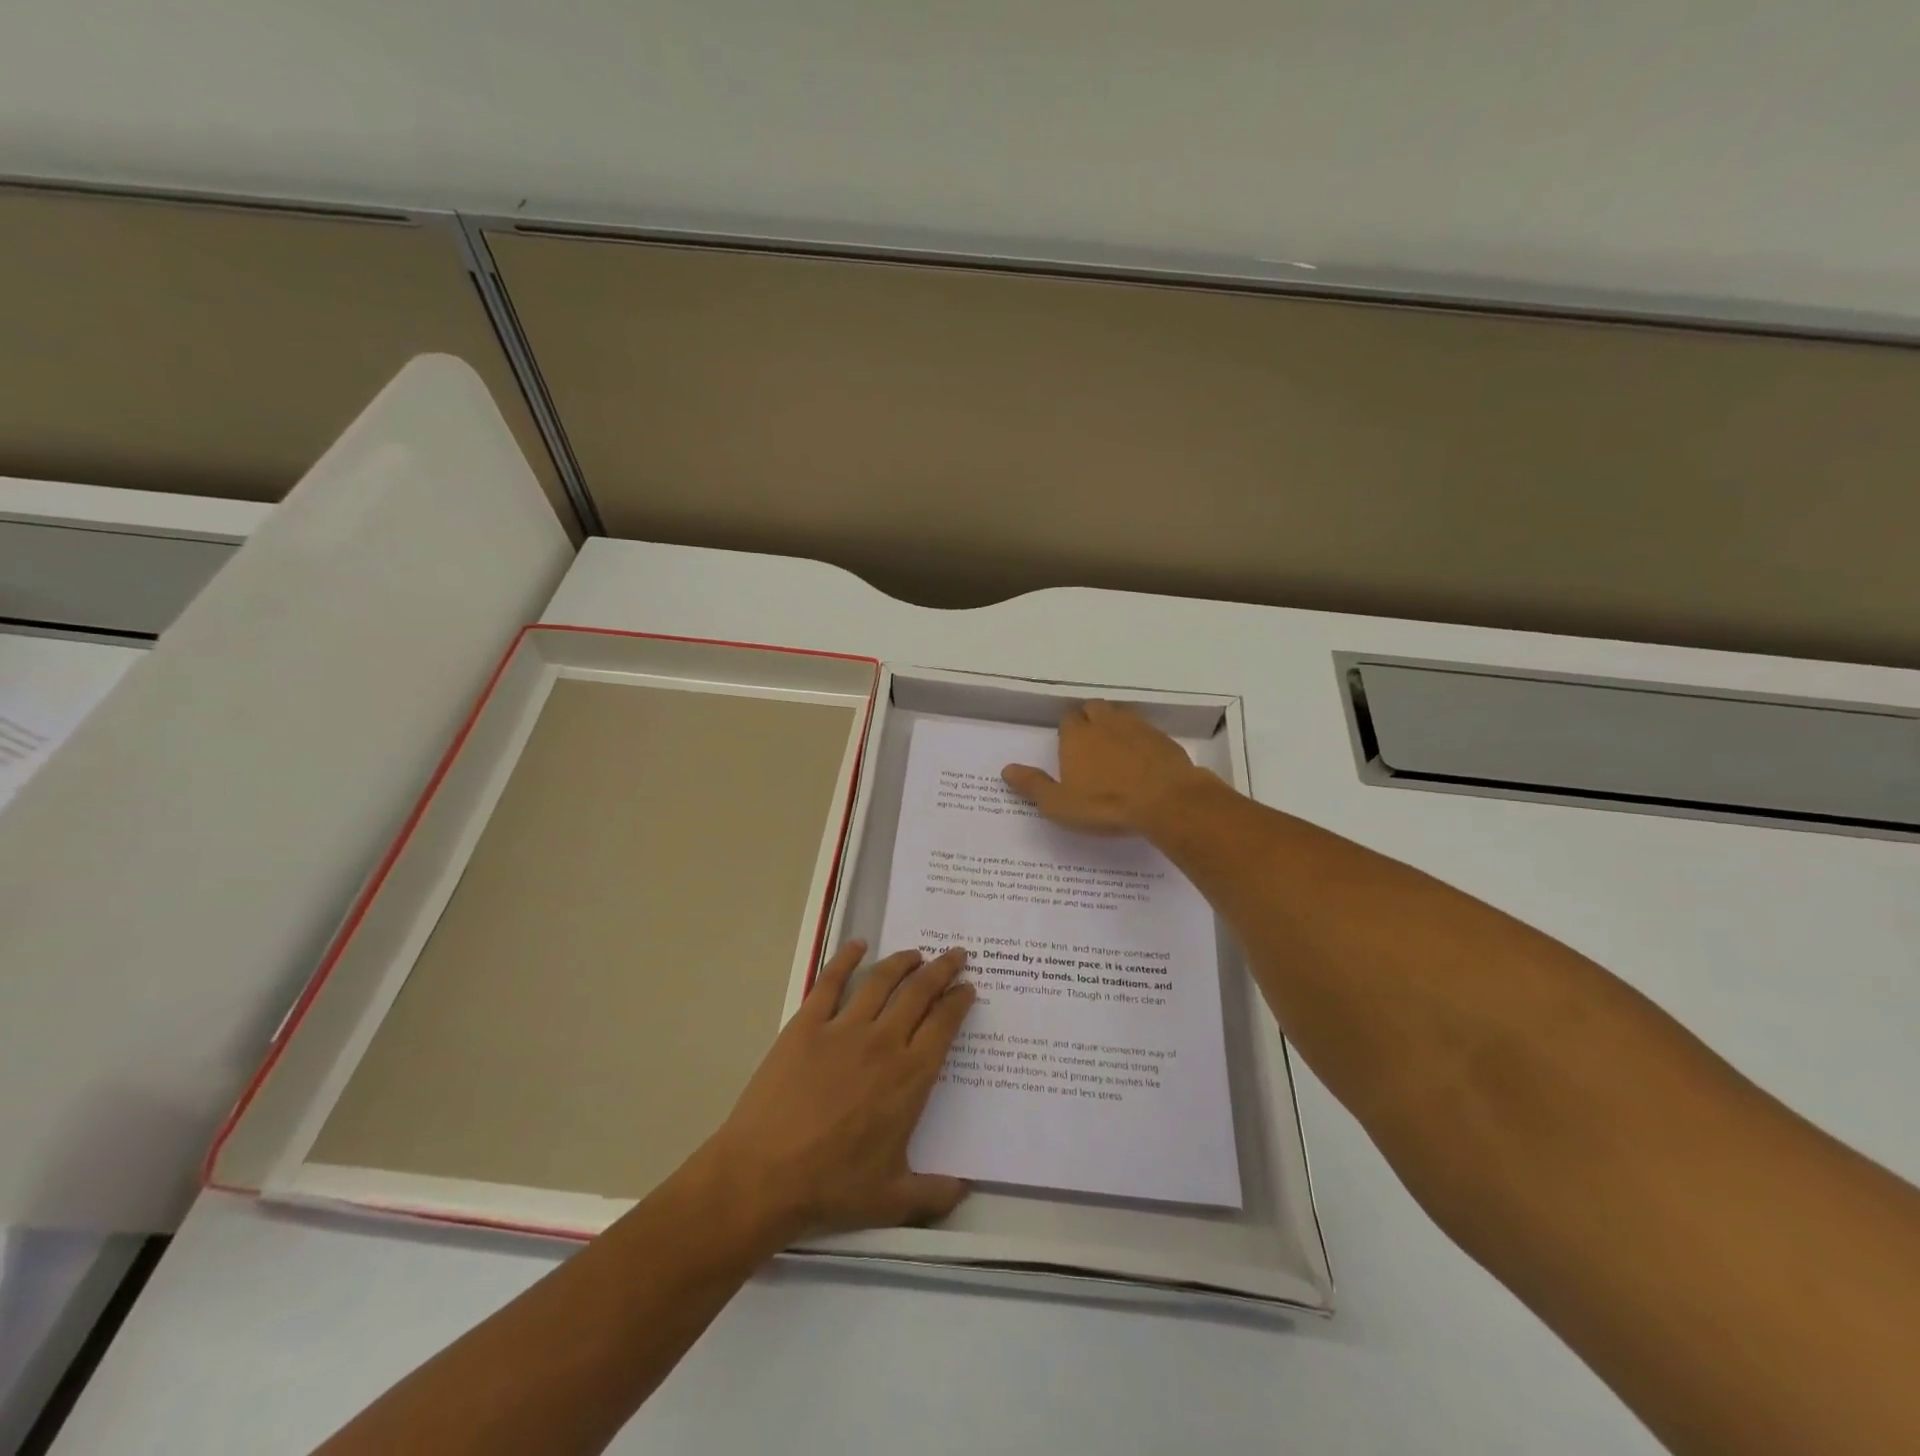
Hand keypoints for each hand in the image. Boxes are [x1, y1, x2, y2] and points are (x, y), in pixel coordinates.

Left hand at [703, 941, 975, 1243]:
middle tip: (955, 955)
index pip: (944, 1025)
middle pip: (920, 992)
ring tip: (916, 953)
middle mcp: (883, 1042)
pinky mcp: (807, 1024)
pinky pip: (831, 981)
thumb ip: (935, 1193)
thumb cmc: (832, 1186)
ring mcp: (843, 1028)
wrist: (764, 1175)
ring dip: (903, 962)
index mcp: (910, 1077)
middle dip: (942, 970)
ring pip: (881, 981)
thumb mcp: (891, 1199)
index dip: (959, 1001)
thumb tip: (968, 1190)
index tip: (968, 987)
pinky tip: (858, 944)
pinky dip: (846, 958)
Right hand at [1001, 700, 1213, 834]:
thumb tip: (1006, 769)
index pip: (1067, 719)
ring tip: (1115, 747)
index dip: (1066, 731)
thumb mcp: (1060, 804)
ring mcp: (1137, 728)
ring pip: (1121, 715)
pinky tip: (1142, 759)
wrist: (1166, 801)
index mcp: (1076, 736)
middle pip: (1093, 709)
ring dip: (1115, 725)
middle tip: (1089, 743)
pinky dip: (1141, 740)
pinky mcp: (1163, 739)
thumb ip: (1033, 785)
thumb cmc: (1105, 804)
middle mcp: (1105, 723)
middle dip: (1089, 719)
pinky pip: (1146, 731)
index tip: (1067, 746)